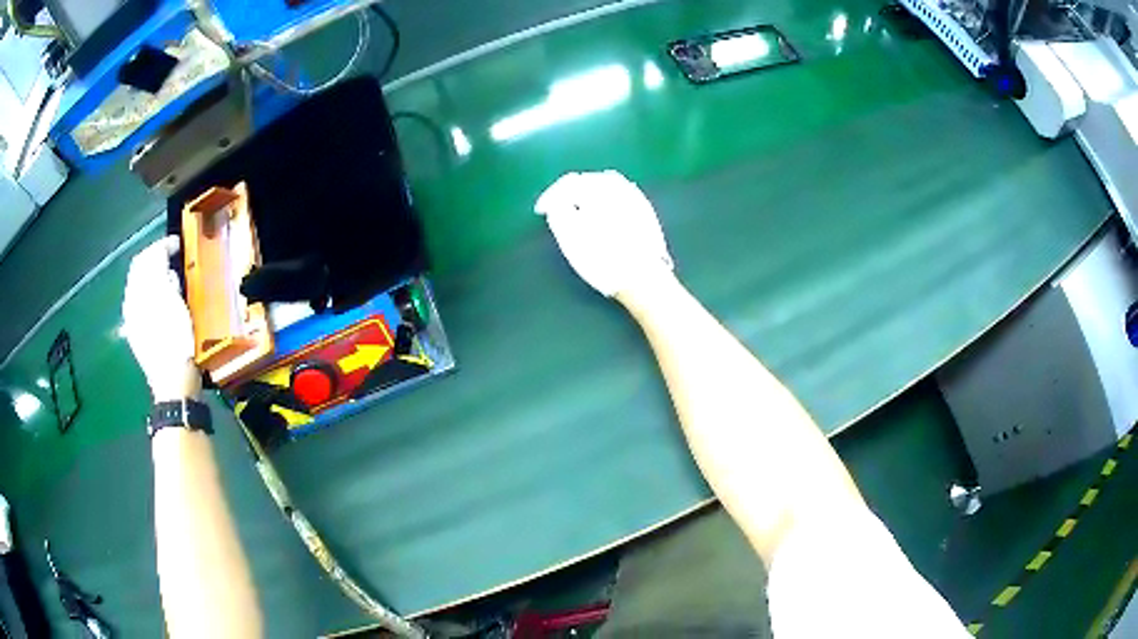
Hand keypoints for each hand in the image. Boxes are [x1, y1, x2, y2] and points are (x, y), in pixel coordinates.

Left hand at [122, 236, 200, 401]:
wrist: (172, 381)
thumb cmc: (176, 341)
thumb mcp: (174, 302)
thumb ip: (166, 277)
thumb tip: (163, 264)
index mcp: (138, 292)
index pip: (146, 257)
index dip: (161, 246)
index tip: (177, 244)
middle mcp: (130, 302)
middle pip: (139, 270)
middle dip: (154, 258)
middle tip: (171, 256)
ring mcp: (131, 318)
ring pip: (138, 285)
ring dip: (151, 275)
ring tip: (167, 276)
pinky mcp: (135, 332)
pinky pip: (138, 301)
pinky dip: (149, 292)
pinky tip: (159, 299)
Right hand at [535, 170, 673, 297]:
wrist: (645, 278)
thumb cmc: (603, 257)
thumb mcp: (570, 237)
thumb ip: (558, 212)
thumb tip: (557, 203)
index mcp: (600, 187)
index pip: (568, 182)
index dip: (550, 196)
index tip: (541, 212)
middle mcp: (620, 186)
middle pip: (588, 181)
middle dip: (570, 193)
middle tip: (557, 209)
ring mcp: (636, 198)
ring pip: (607, 187)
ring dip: (589, 196)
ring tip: (578, 212)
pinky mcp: (646, 212)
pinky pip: (621, 197)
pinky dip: (606, 202)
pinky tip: (602, 217)